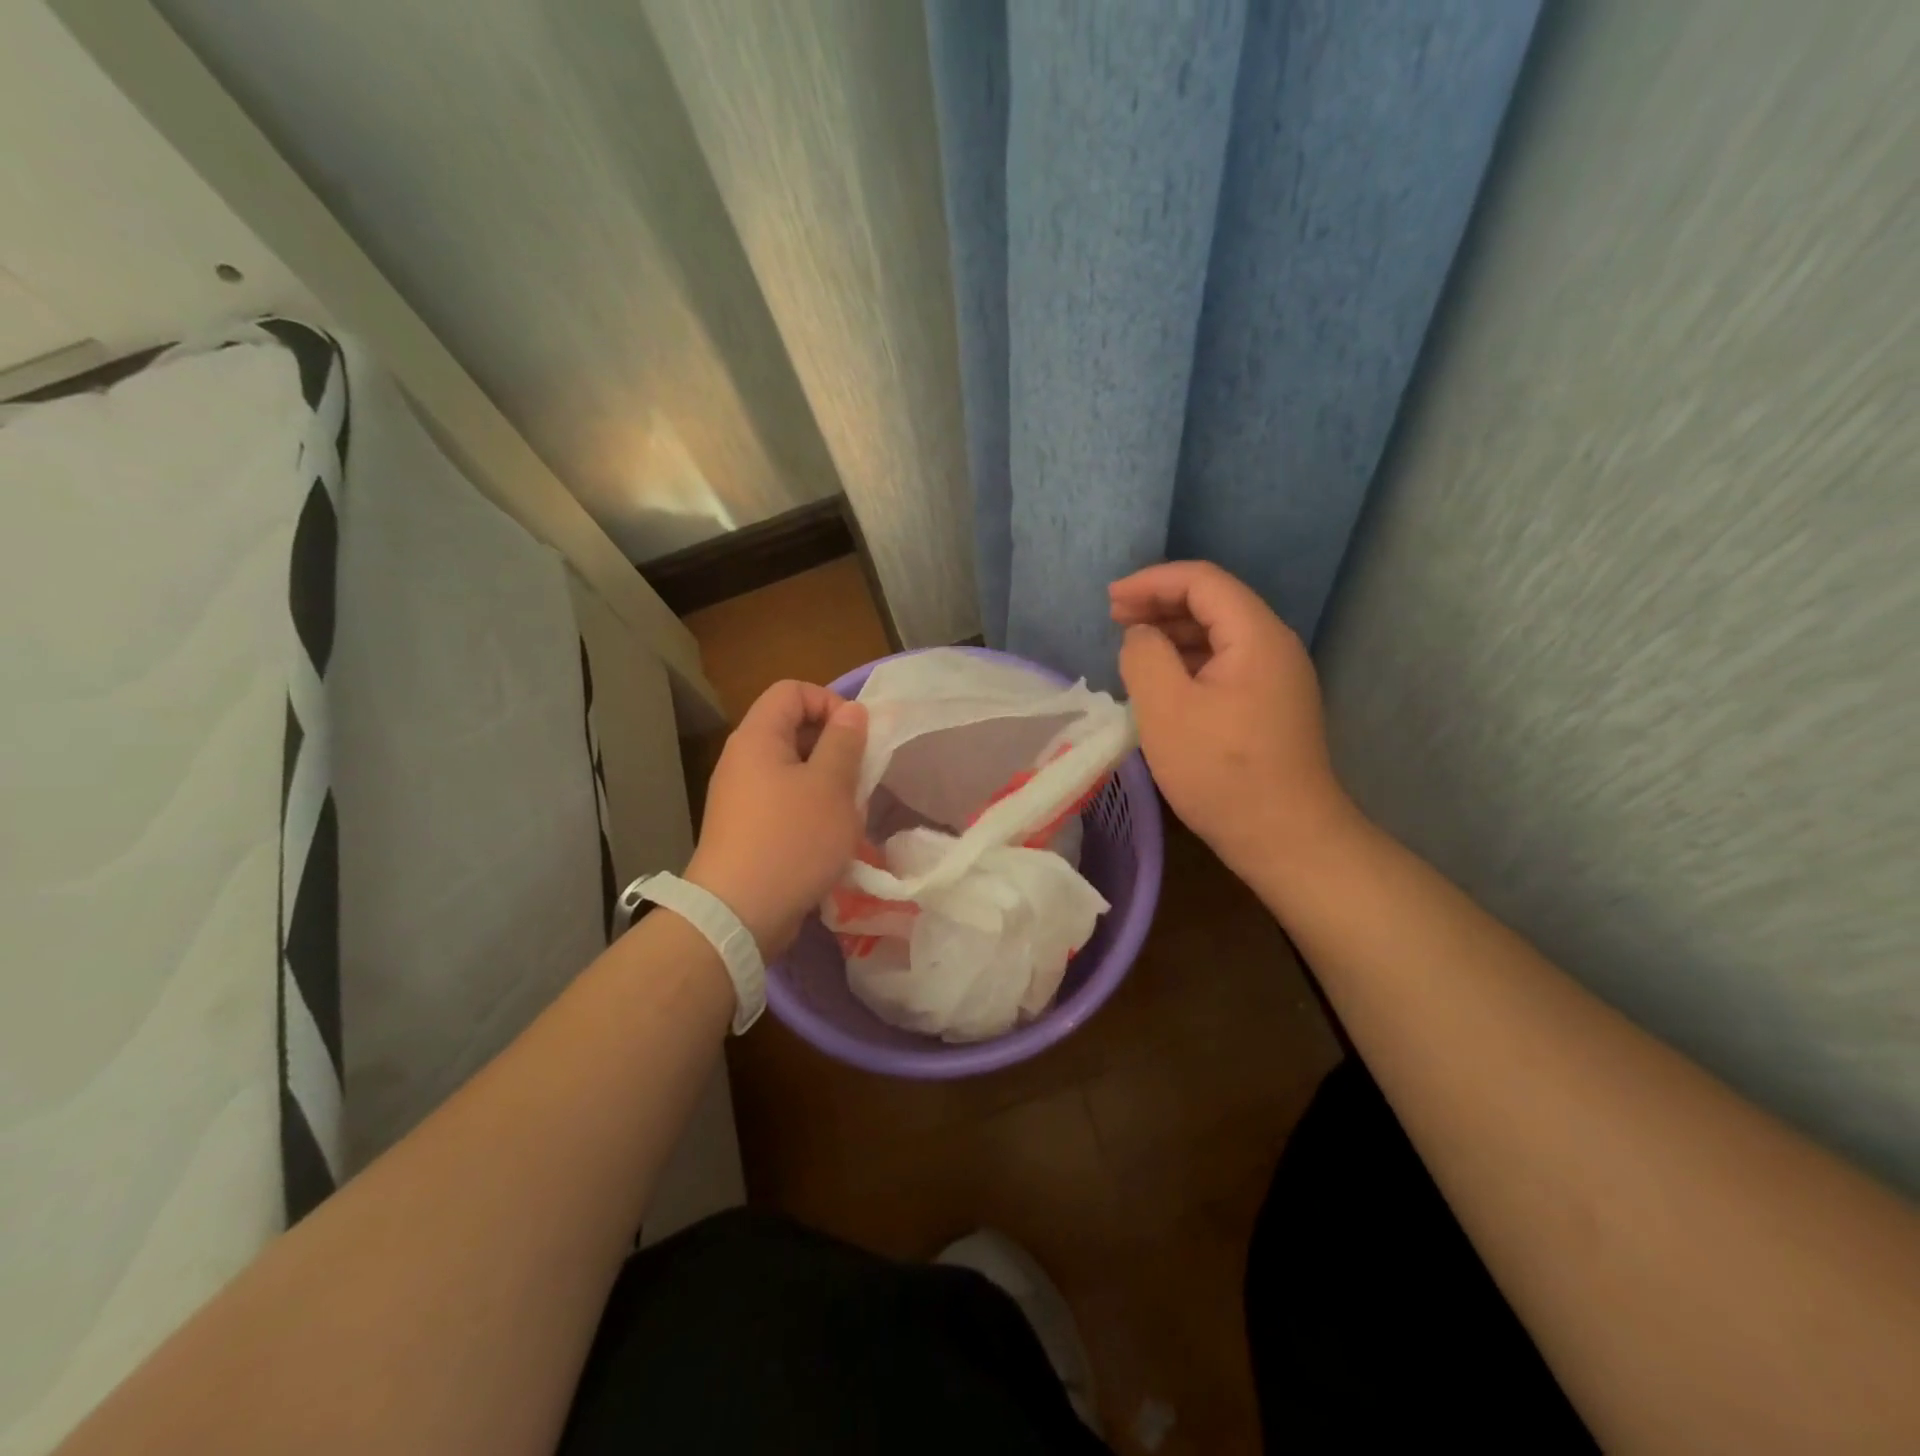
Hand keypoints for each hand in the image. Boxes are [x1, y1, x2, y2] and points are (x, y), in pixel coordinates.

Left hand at [684, 681, 867, 957]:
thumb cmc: (791, 840)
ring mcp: (741, 796)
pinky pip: (784, 801)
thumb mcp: (830, 787)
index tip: (857, 736)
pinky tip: (830, 839)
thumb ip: (844, 742)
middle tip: (859, 777)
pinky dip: (811, 809)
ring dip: (827, 783)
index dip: (829, 702)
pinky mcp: (747, 828)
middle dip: (834, 747)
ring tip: (850, 813)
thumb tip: (850, 711)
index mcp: (758, 738)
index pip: (792, 691)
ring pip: (794, 769)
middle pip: (793, 729)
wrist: (738, 914)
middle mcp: (743, 760)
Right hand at [1111, 561, 1359, 885]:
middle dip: (1161, 603)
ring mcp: (1277, 677)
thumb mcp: (1166, 709)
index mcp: (1256, 636)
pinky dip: (1189, 661)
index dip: (1151, 582)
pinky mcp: (1270, 705)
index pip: (1202, 581)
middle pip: (1214, 602)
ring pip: (1219, 634)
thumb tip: (1141, 636)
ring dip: (1173, 632)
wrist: (1285, 837)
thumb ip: (1144, 656)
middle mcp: (1274, 646)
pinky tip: (1162, 681)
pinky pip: (1225, 664)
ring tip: (1132, 647)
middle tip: (1115, 619)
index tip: (1110, 600)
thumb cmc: (1222, 771)